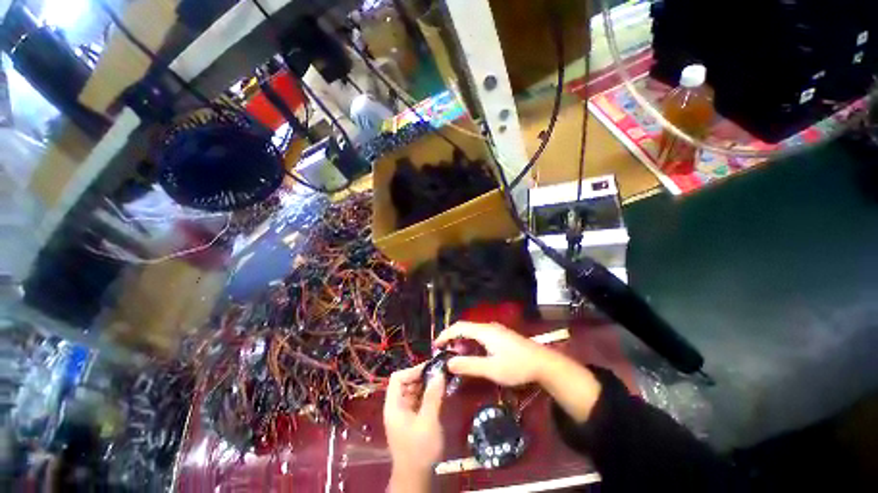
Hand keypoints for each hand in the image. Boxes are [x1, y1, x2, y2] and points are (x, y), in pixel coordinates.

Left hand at [384, 363, 445, 492]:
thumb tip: (439, 372)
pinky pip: (419, 400)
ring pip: (414, 390)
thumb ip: (433, 396)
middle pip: (406, 382)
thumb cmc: (420, 450)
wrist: (417, 478)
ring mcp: (404, 413)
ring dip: (427, 385)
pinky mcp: (412, 419)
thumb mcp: (428, 422)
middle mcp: (397, 406)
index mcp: (394, 406)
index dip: (412, 371)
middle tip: (440, 373)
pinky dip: (428, 394)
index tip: (430, 369)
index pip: (397, 378)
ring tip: (442, 381)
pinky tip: (440, 394)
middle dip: (422, 376)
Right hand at [433, 322, 552, 386]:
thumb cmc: (517, 366)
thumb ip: (469, 365)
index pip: (459, 327)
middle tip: (445, 354)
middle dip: (453, 339)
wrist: (544, 364)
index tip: (436, 346)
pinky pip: (481, 337)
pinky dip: (472, 344)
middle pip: (465, 328)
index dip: (445, 335)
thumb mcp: (491, 369)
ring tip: (457, 357)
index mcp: (484, 331)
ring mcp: (496, 331)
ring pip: (474, 333)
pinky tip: (474, 356)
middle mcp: (489, 327)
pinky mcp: (502, 337)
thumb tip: (448, 363)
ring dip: (463, 343)